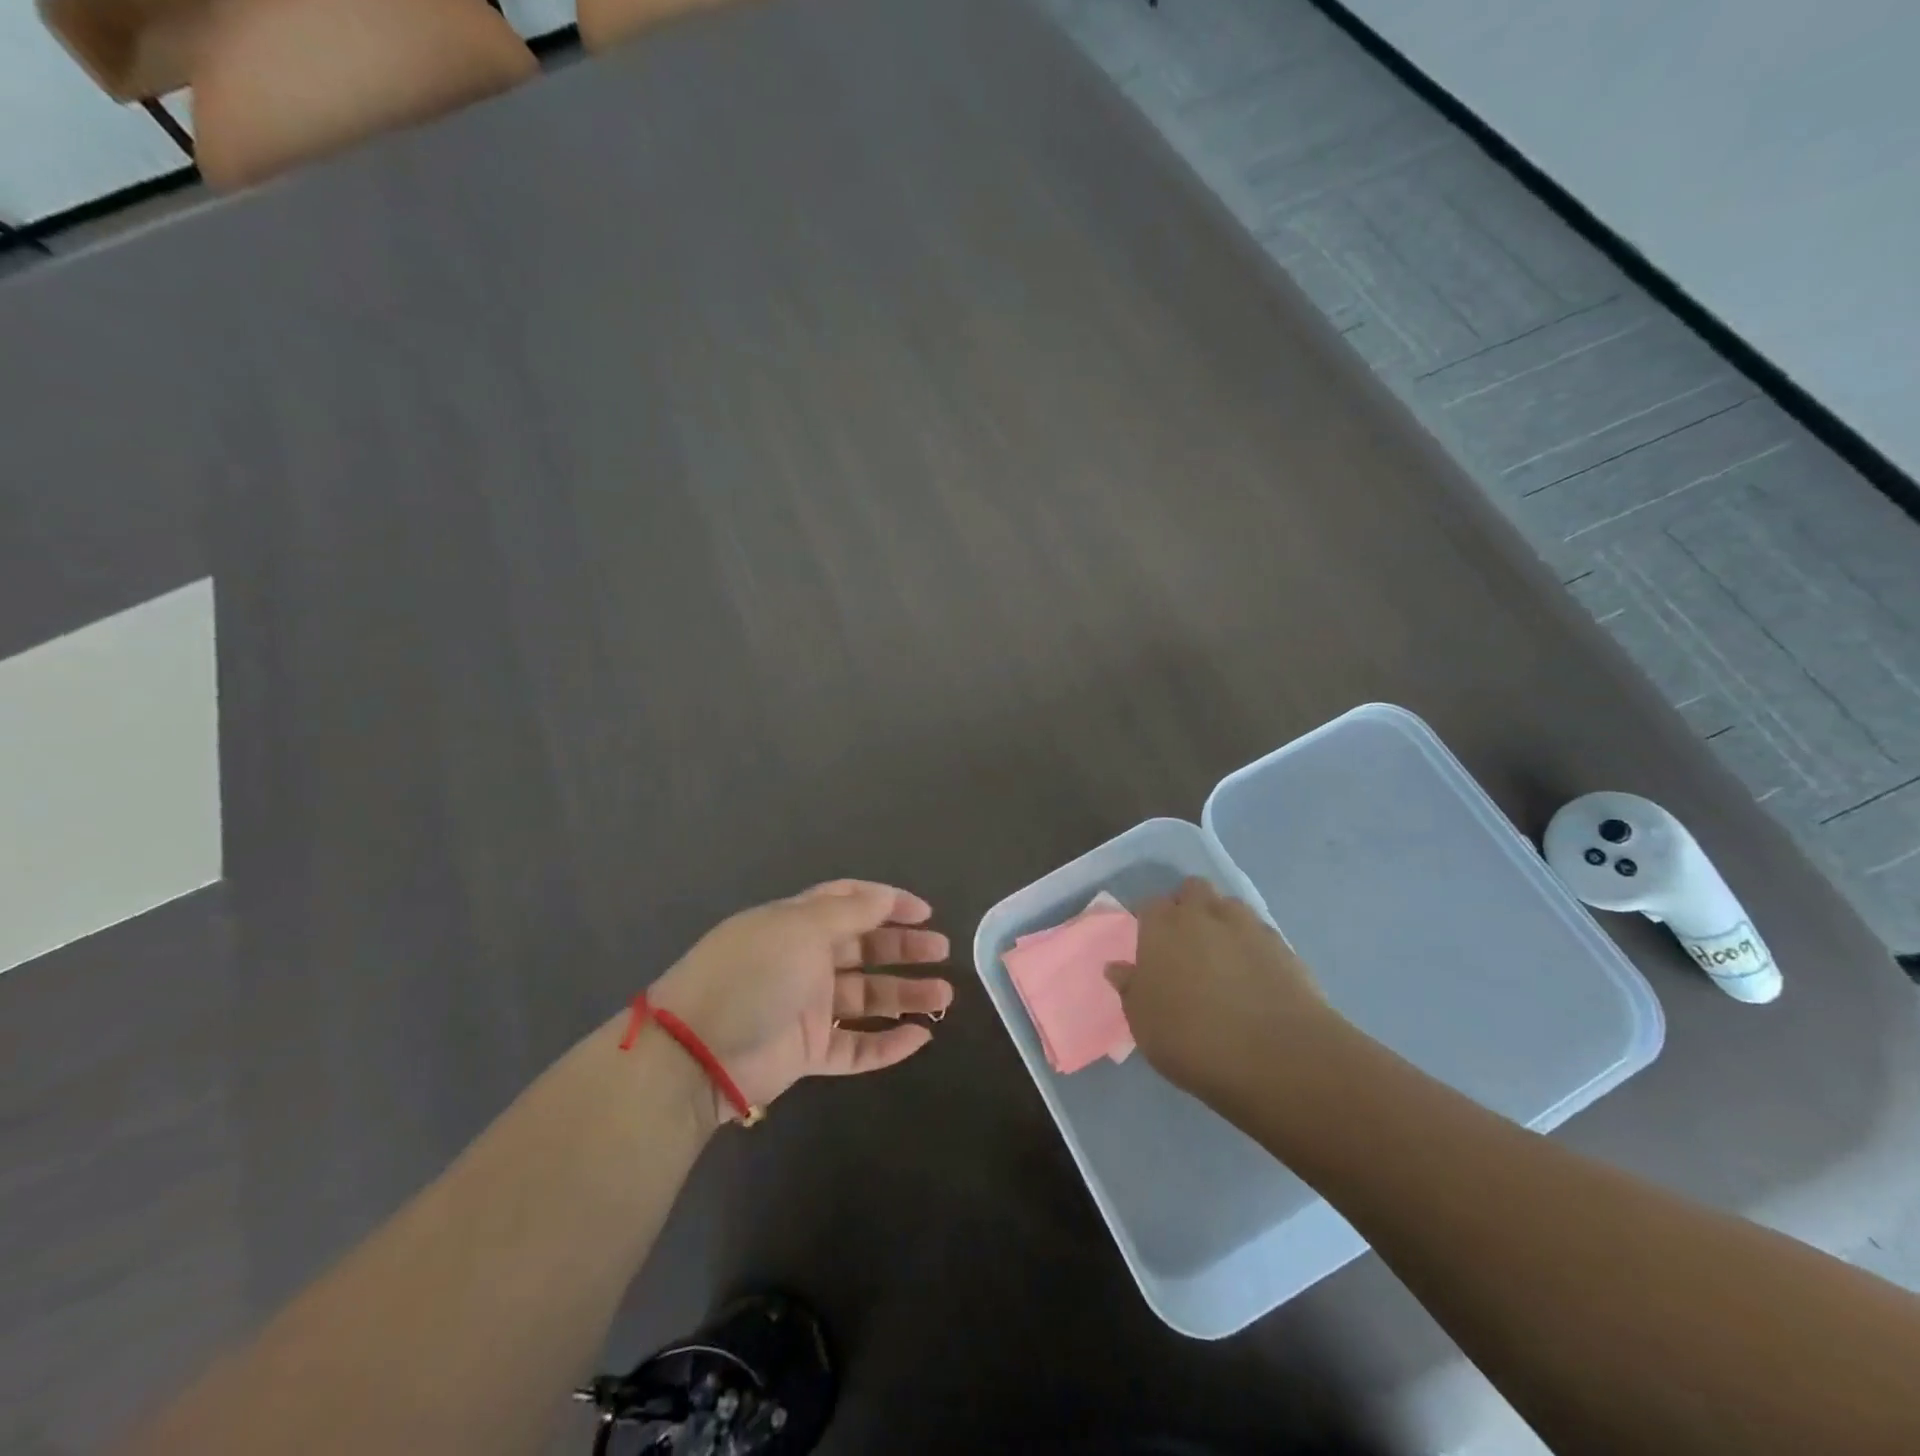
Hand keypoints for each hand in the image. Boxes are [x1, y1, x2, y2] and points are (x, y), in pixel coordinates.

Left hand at [648, 880, 954, 1118]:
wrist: (696, 1053)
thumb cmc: (753, 974)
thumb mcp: (800, 928)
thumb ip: (848, 912)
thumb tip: (885, 897)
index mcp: (797, 923)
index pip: (848, 903)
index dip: (887, 903)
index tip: (924, 912)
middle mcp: (803, 960)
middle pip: (864, 949)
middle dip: (904, 948)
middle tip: (942, 952)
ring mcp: (805, 1007)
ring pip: (867, 997)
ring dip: (906, 995)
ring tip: (944, 997)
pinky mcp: (807, 1051)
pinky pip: (855, 1046)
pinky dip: (887, 1044)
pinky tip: (920, 1038)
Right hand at [1106, 878, 1334, 1105]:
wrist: (1277, 1056)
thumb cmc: (1193, 1039)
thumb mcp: (1144, 1023)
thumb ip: (1130, 989)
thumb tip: (1118, 968)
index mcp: (1162, 927)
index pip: (1149, 906)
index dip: (1148, 922)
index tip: (1148, 944)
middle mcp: (1203, 914)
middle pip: (1192, 890)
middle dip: (1187, 906)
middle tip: (1184, 943)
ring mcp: (1247, 926)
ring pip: (1229, 905)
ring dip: (1221, 921)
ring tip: (1221, 956)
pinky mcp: (1283, 945)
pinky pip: (1259, 932)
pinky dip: (1252, 945)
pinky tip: (1253, 974)